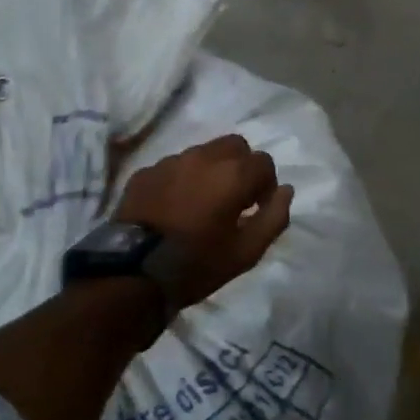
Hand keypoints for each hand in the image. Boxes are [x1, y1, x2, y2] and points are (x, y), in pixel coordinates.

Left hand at [114, 135, 293, 309]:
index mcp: (233, 174)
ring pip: (203, 152)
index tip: (256, 209)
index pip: (264, 162)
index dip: (266, 186)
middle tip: (234, 199)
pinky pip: (174, 166)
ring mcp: (171, 161)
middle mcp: (203, 157)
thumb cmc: (198, 264)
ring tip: (202, 203)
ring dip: (211, 170)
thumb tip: (286, 190)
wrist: (134, 274)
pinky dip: (182, 179)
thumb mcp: (247, 252)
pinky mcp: (145, 172)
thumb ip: (274, 217)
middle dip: (241, 167)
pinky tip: (174, 207)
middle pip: (235, 146)